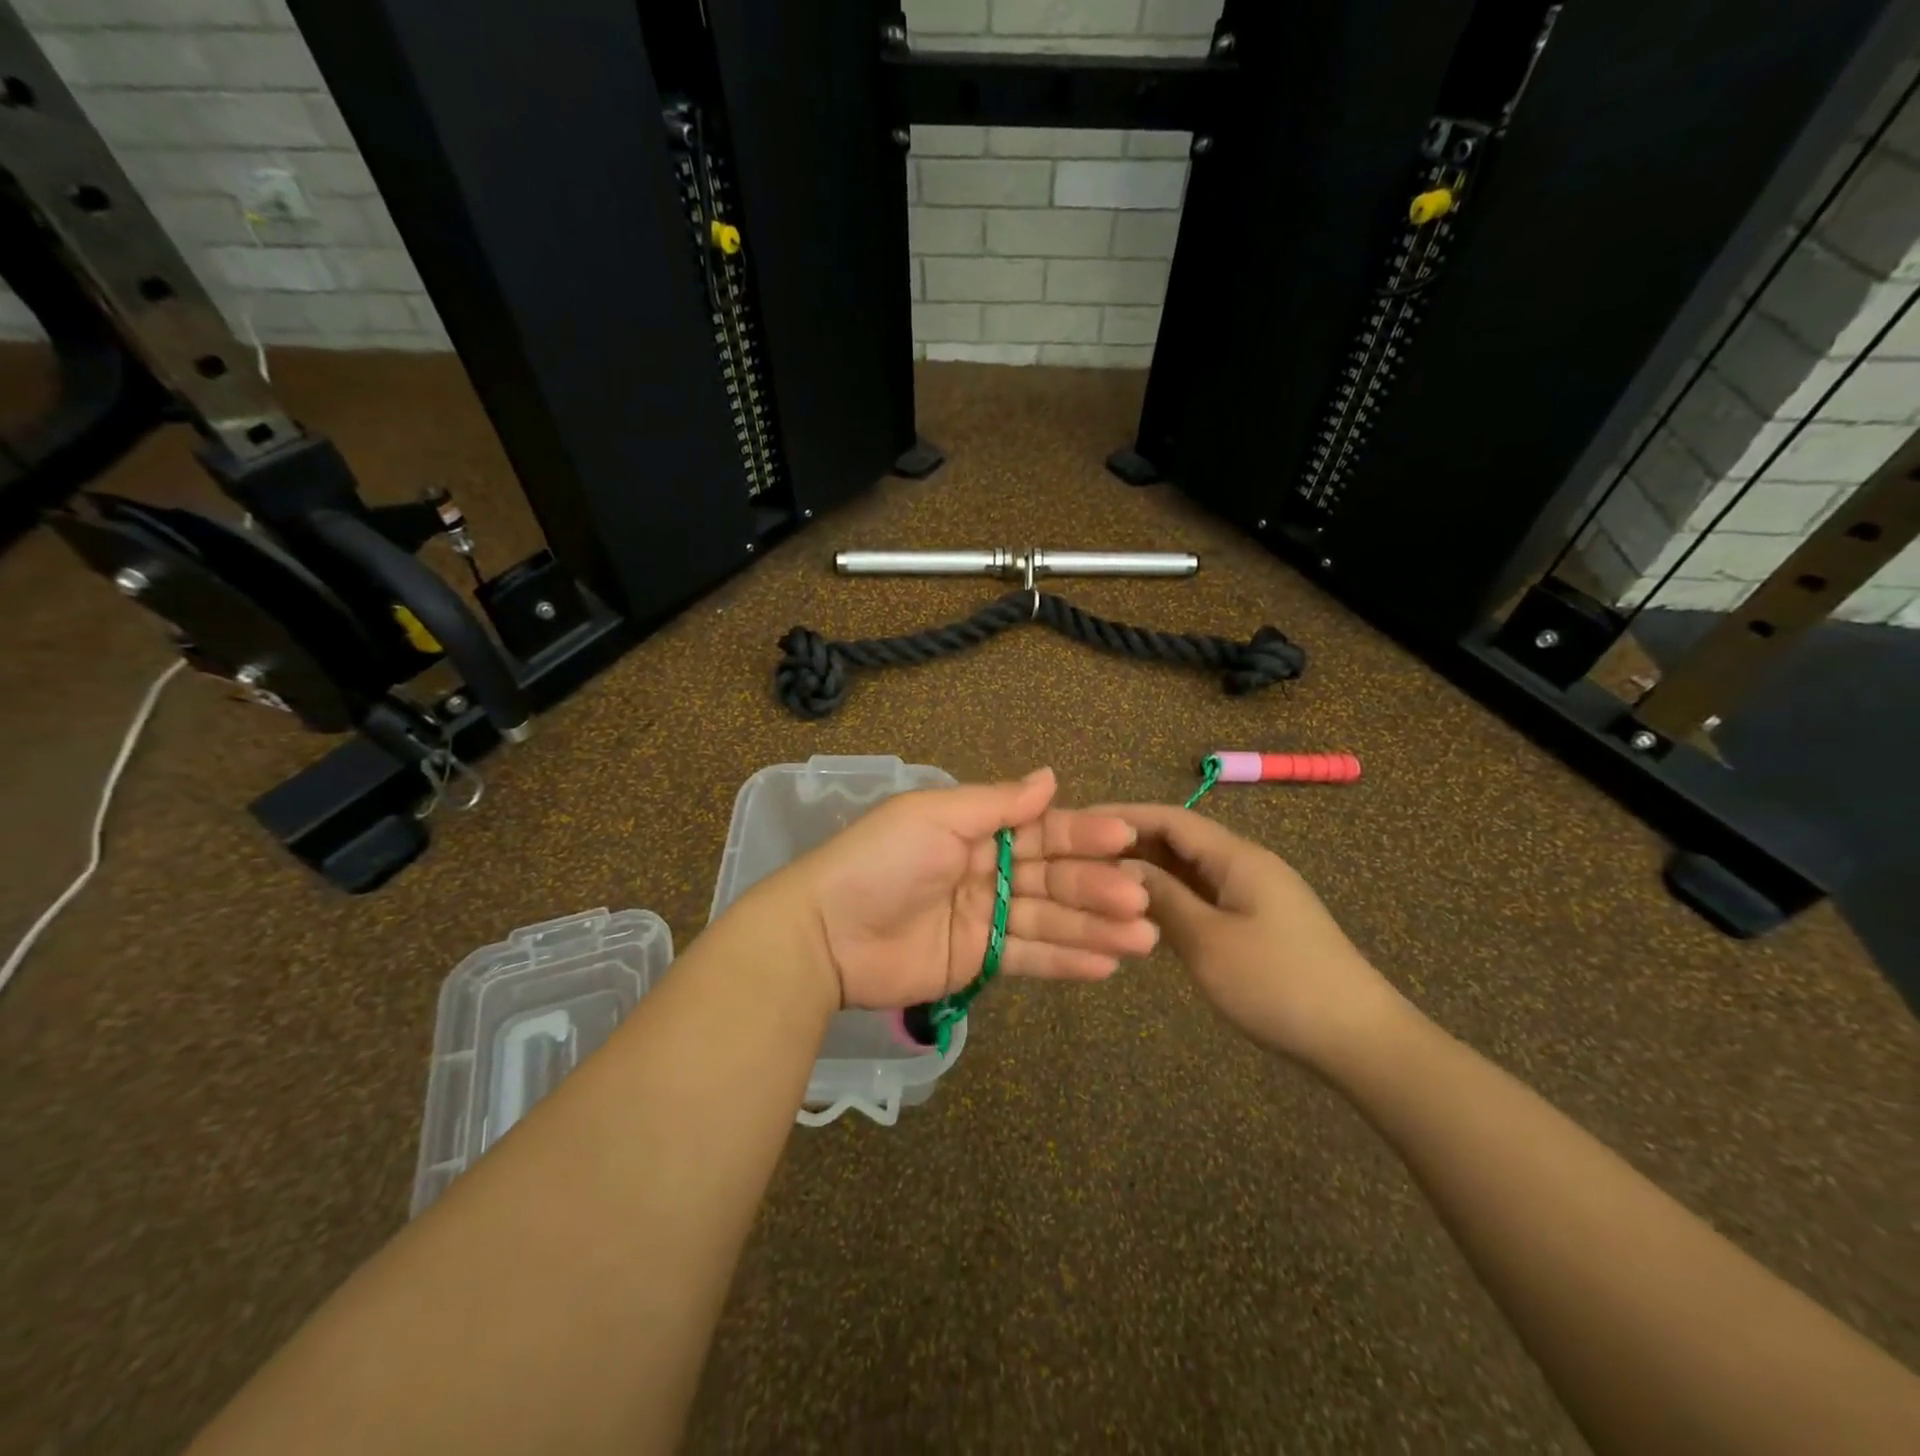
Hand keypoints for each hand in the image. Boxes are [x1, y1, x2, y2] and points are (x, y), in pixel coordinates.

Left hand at [778, 768, 1158, 1009]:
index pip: (1040, 830)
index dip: (1082, 833)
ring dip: (1096, 928)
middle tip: (1141, 899)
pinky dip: (1067, 961)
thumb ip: (996, 803)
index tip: (1125, 838)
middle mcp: (986, 871)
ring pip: (1050, 921)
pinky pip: (1029, 958)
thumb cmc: (882, 862)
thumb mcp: (935, 816)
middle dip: (1097, 887)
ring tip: (1144, 939)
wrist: (825, 934)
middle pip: (1053, 878)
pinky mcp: (978, 962)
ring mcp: (984, 919)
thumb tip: (1051, 777)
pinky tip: (1107, 965)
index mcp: (975, 830)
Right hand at [1103, 803, 1405, 1069]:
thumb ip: (1162, 898)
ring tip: (1100, 885)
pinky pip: (1204, 898)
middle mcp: (1245, 865)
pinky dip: (1171, 900)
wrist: (1360, 1040)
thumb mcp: (1208, 941)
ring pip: (1190, 871)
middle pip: (1179, 840)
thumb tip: (1120, 867)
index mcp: (1237, 857)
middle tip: (1078, 859)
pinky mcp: (1257, 923)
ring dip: (1149, 874)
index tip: (1076, 822)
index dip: (1122, 816)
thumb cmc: (1278, 984)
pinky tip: (1143, 917)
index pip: (1170, 818)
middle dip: (1131, 844)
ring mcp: (1254, 895)